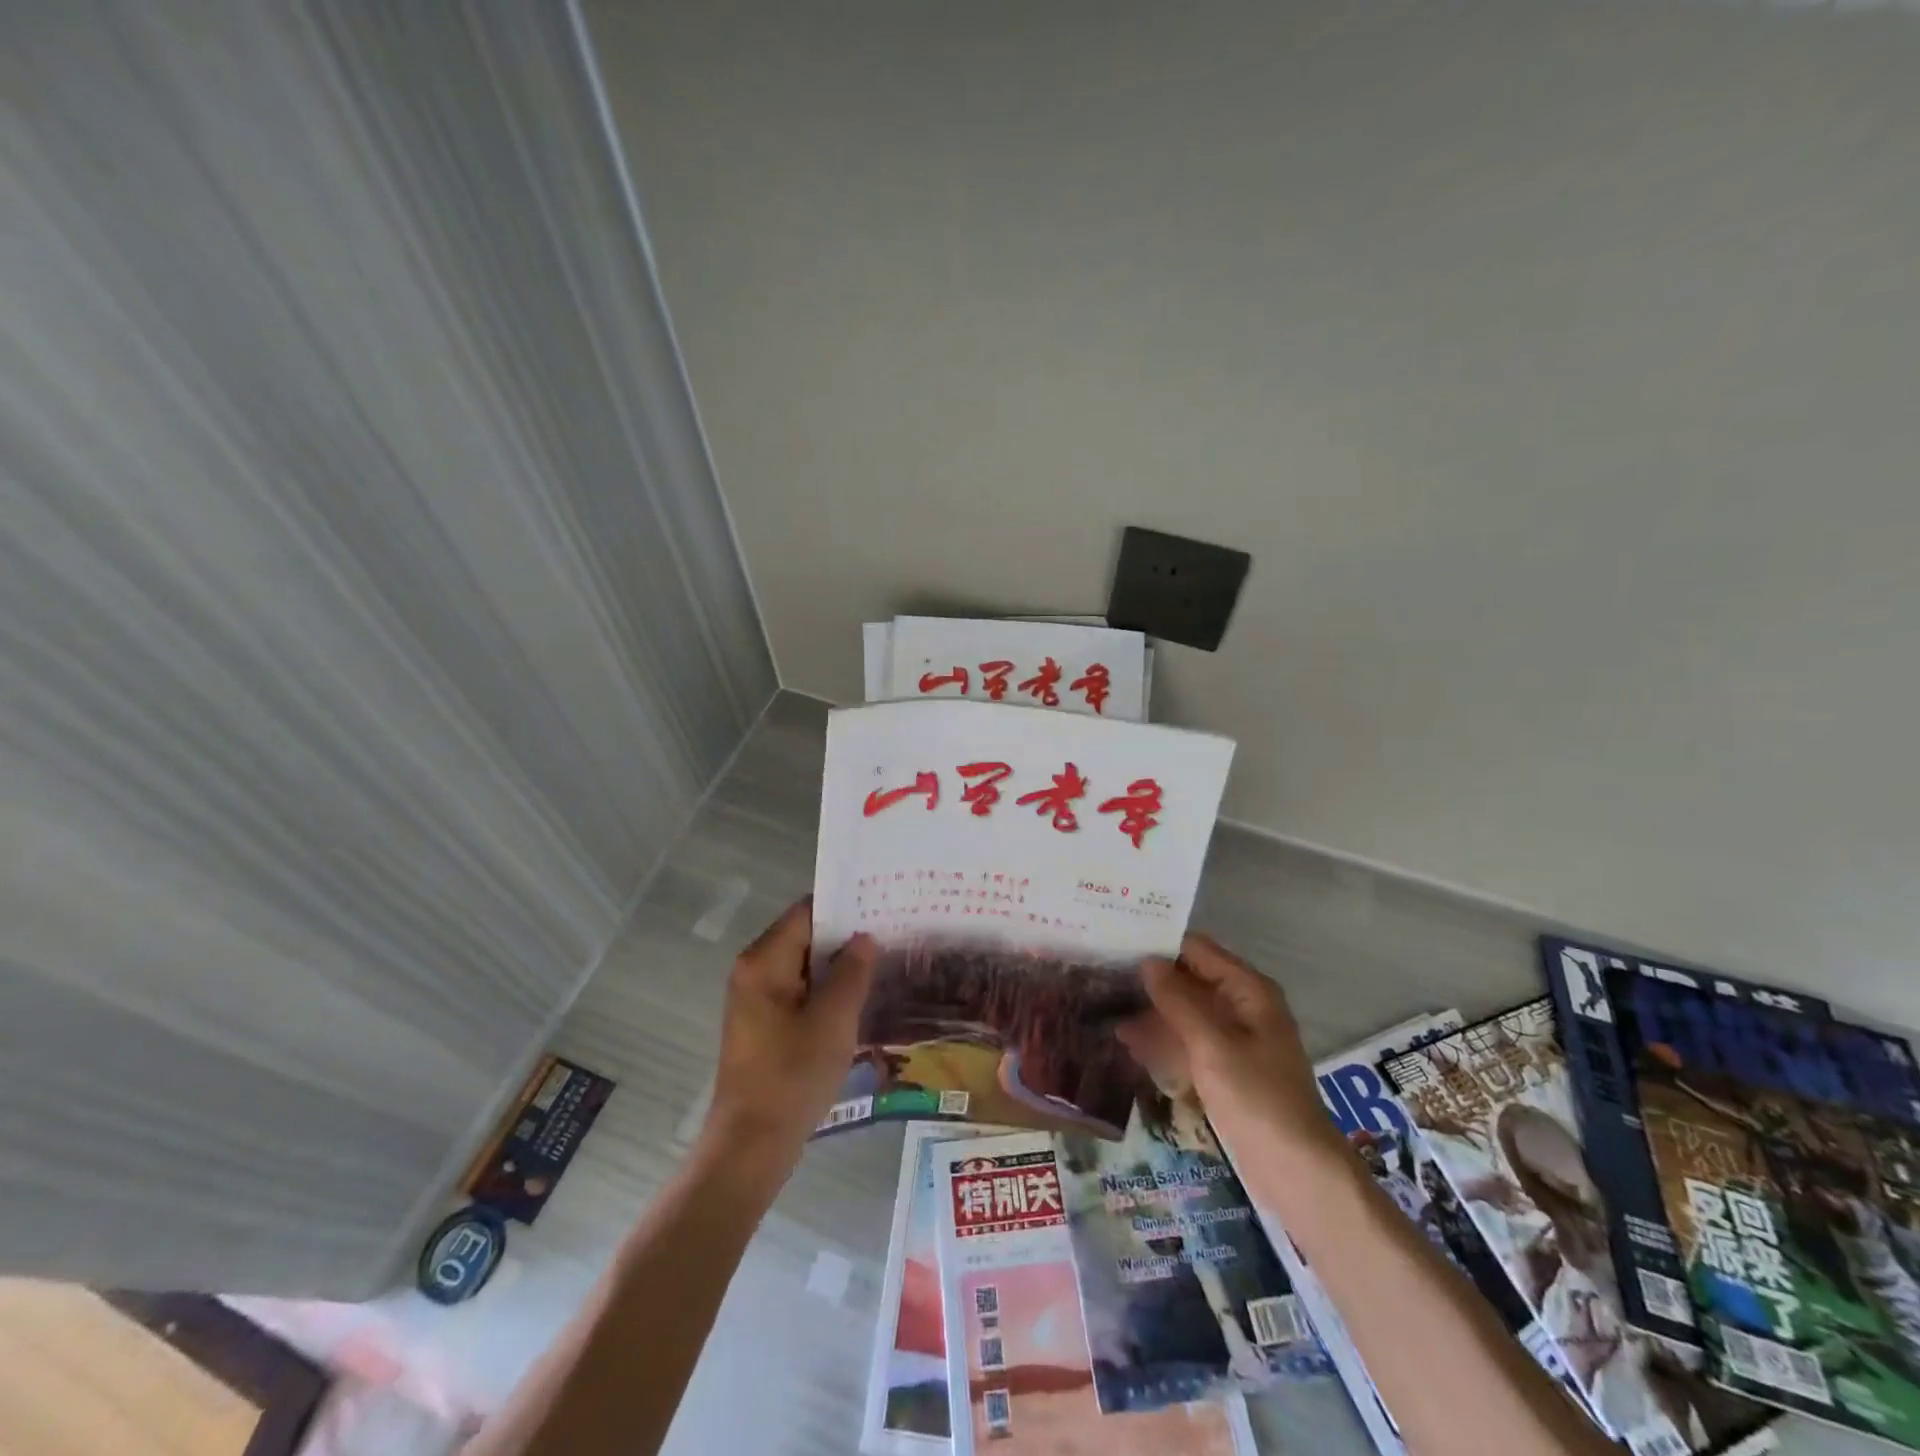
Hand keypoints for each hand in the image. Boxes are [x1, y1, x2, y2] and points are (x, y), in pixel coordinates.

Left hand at [703, 899, 878, 1163]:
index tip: (882, 905)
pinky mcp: (763, 1024)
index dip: (845, 907)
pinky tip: (859, 998)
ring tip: (883, 962)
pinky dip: (826, 989)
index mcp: (764, 961)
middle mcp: (754, 971)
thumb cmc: (792, 1076)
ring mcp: (756, 999)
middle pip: (805, 936)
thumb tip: (864, 937)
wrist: (751, 1145)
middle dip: (845, 936)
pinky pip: (799, 991)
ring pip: (804, 966)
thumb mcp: (833, 1021)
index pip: (807, 912)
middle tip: (891, 933)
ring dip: (838, 965)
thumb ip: (852, 972)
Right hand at [1119, 933, 1341, 1172]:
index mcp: (1248, 990)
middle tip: (1101, 977)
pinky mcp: (1225, 1068)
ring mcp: (1233, 1039)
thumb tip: (1147, 961)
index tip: (1116, 944)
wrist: (1296, 1173)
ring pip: (1185, 1013)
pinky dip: (1162, 1041)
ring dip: (1150, 1013)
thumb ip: (1177, 1000)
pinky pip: (1188, 1042)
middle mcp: (1241, 1006)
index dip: (1158, 945)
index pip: (1196, 950)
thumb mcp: (1212, 1045)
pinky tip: (1129, 1044)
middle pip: (1189, 980)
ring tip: (1105, 1012)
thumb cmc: (1257, 1098)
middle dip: (1149, 981)